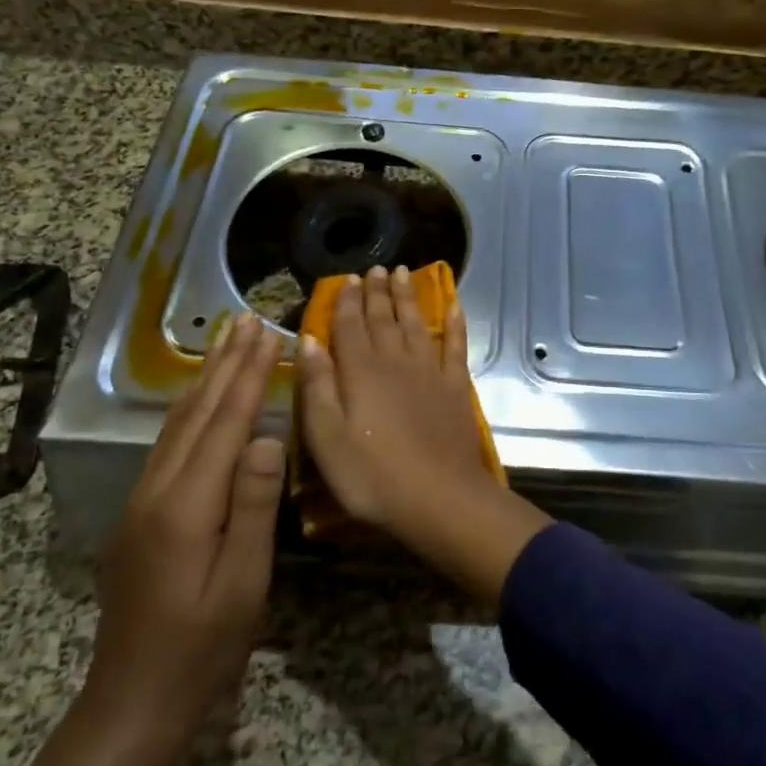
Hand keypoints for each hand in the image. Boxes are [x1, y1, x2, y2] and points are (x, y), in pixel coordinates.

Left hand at [24, 312, 283, 765]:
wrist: (130, 703)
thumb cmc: (201, 647)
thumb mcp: (241, 583)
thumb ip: (253, 506)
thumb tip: (266, 436)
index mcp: (186, 505)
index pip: (225, 422)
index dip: (248, 375)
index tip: (268, 333)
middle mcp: (157, 490)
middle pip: (196, 412)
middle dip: (225, 362)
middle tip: (247, 319)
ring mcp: (142, 501)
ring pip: (178, 424)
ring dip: (206, 378)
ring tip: (225, 342)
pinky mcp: (140, 514)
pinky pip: (169, 444)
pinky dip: (191, 409)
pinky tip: (200, 400)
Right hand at [297, 265, 550, 603]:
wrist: (438, 496)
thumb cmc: (371, 475)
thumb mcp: (327, 437)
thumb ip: (317, 386)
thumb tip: (309, 340)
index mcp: (360, 372)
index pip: (350, 326)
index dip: (348, 301)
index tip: (348, 279)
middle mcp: (395, 361)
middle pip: (384, 319)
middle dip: (378, 292)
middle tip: (377, 268)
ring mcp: (429, 371)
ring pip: (416, 324)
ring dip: (408, 298)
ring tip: (404, 273)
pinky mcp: (455, 386)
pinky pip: (455, 346)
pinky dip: (455, 324)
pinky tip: (453, 307)